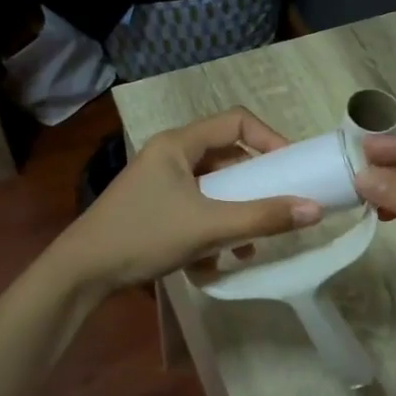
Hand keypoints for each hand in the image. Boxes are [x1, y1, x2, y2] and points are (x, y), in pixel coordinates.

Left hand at [52, 108, 322, 293]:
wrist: (81, 273)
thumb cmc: (144, 236)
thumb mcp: (208, 228)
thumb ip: (262, 218)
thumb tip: (314, 209)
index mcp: (179, 144)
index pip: (236, 121)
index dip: (269, 139)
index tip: (290, 168)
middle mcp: (169, 155)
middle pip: (226, 156)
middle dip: (253, 185)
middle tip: (275, 207)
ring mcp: (159, 182)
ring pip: (212, 186)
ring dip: (233, 213)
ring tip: (246, 247)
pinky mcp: (153, 207)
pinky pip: (195, 207)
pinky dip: (210, 228)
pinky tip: (211, 263)